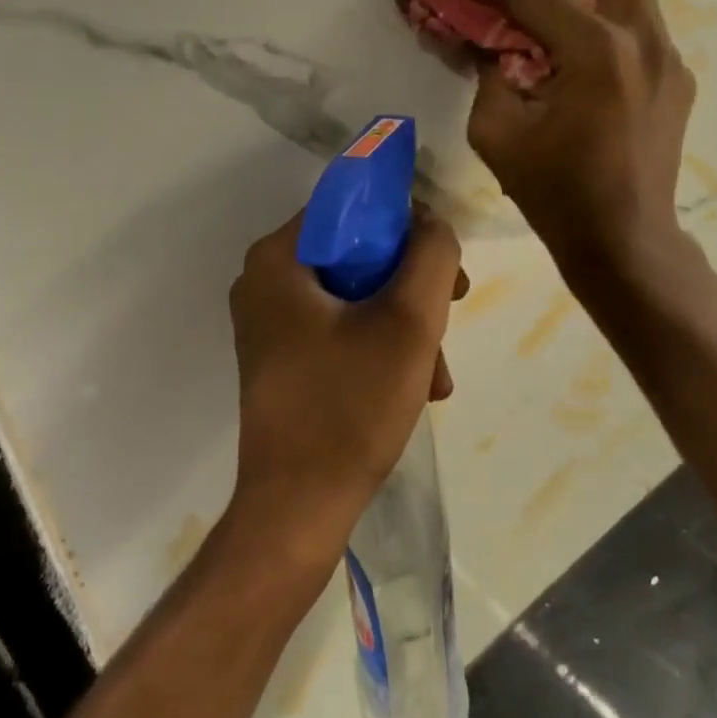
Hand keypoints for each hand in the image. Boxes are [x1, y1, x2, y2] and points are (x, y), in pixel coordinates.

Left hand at [227, 206, 464, 573]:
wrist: (299, 509)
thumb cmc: (350, 406)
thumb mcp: (408, 321)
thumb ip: (431, 254)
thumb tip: (430, 224)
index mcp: (279, 258)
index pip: (353, 208)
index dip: (407, 226)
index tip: (444, 264)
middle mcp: (265, 281)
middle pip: (358, 255)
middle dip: (413, 287)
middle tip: (450, 314)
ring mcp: (271, 323)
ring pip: (357, 296)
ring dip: (405, 326)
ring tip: (437, 374)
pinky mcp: (283, 358)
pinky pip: (342, 329)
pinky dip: (382, 348)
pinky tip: (417, 387)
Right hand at [447, 0, 695, 281]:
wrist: (626, 244)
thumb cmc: (557, 197)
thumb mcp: (497, 134)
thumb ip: (488, 71)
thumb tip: (486, 38)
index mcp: (597, 52)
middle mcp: (643, 38)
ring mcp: (670, 55)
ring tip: (538, 22)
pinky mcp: (677, 76)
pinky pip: (634, 25)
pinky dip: (597, 24)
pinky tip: (570, 65)